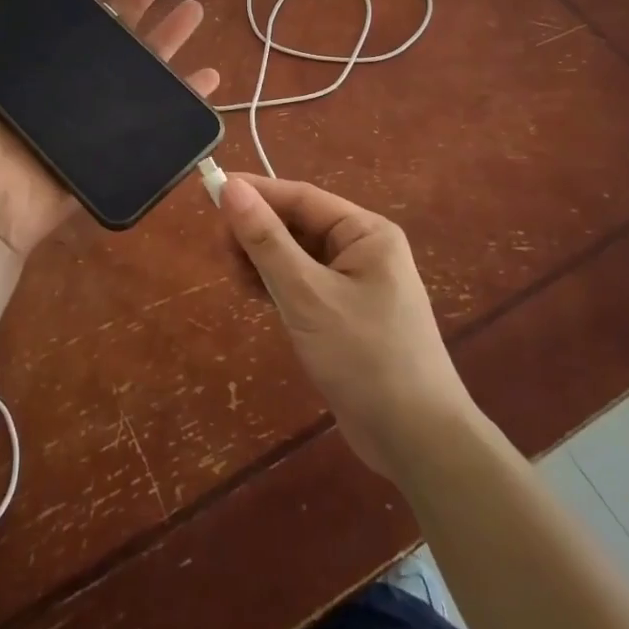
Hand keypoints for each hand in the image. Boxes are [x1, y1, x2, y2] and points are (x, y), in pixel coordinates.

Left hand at [0, 0, 218, 259]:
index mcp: (25, 71)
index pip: (59, 20)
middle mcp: (61, 87)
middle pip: (107, 35)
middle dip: (134, 2)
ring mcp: (90, 117)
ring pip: (137, 68)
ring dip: (167, 38)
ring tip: (191, 10)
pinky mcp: (112, 146)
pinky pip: (155, 119)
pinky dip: (185, 98)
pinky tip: (209, 76)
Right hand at [220, 173, 471, 475]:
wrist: (417, 441)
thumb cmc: (365, 357)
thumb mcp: (308, 295)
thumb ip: (266, 241)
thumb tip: (230, 187)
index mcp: (366, 233)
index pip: (302, 198)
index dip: (256, 193)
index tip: (211, 191)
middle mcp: (363, 250)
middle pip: (298, 225)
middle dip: (258, 232)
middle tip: (221, 251)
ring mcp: (355, 284)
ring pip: (297, 256)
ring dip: (263, 261)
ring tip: (235, 278)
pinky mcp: (344, 315)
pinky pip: (303, 285)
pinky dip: (276, 286)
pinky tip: (253, 295)